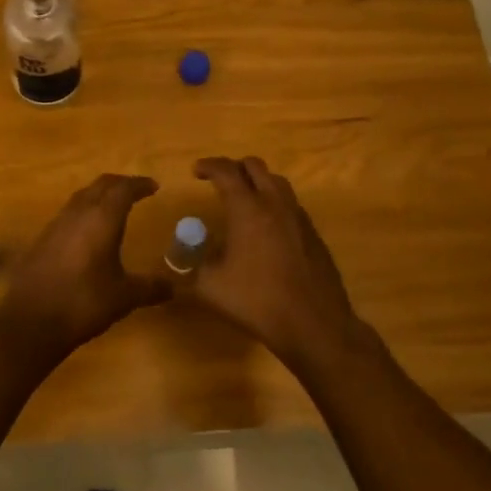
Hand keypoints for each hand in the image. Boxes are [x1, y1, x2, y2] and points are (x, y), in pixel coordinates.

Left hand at [0, 174, 167, 356]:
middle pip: (101, 185)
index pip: (124, 189)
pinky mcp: (43, 239)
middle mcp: (79, 213)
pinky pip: (69, 213)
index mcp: (102, 219)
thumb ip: (150, 288)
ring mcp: (57, 224)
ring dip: (100, 195)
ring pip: (82, 196)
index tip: (153, 186)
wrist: (30, 320)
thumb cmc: (83, 302)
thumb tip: (173, 287)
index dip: (140, 185)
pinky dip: (84, 211)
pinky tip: (88, 231)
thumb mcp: (124, 297)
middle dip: (120, 184)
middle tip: (136, 190)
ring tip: (114, 206)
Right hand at [187, 157, 357, 368]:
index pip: (226, 171)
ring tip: (244, 200)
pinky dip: (274, 203)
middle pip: (255, 166)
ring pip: (277, 182)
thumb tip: (176, 262)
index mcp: (248, 208)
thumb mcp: (210, 287)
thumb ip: (190, 269)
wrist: (314, 324)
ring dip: (257, 182)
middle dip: (234, 168)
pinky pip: (290, 204)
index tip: (196, 171)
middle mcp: (275, 204)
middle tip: (219, 182)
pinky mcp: (313, 234)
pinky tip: (266, 229)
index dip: (208, 165)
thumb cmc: (257, 301)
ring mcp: (298, 217)